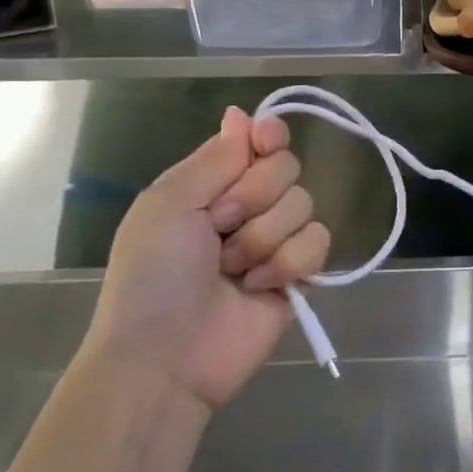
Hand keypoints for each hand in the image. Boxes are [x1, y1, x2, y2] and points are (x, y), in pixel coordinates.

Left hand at [86, 107, 331, 410]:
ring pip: (304, 204)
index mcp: (213, 183)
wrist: (165, 358)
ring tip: (232, 270)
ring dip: (264, 237)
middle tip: (219, 228)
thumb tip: (241, 114)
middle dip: (254, 197)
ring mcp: (276, 240)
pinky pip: (319, 242)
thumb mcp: (167, 204)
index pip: (261, 140)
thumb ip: (214, 158)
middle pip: (287, 167)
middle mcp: (248, 205)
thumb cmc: (153, 276)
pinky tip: (259, 286)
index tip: (264, 142)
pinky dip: (289, 262)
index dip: (269, 137)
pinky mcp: (299, 274)